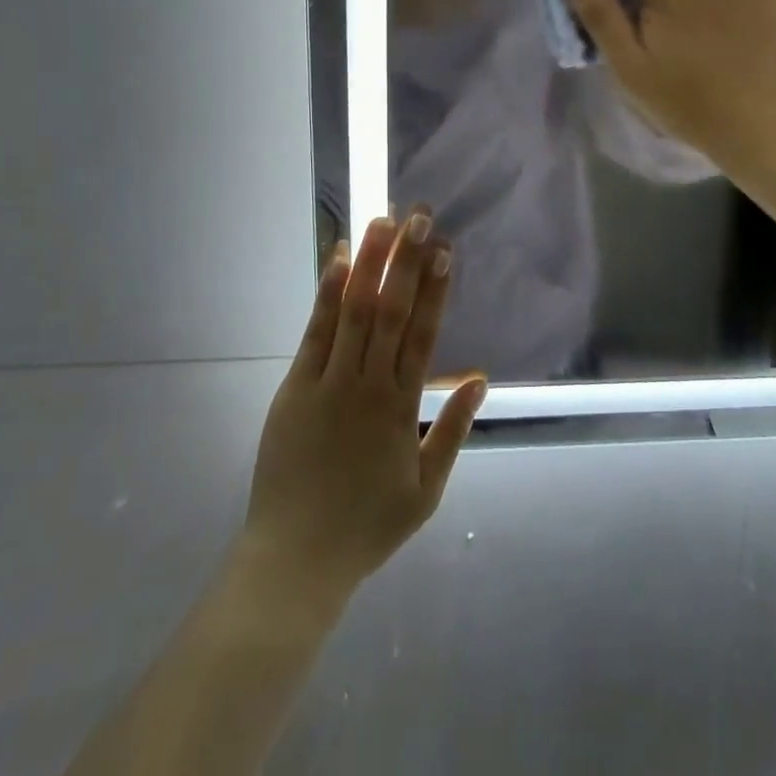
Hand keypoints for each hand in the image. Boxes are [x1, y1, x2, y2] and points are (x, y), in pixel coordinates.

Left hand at [237, 214, 486, 610]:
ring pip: (355, 311)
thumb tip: (479, 377)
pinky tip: (339, 260)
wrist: (296, 559)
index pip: (424, 334)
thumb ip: (453, 430)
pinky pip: (316, 332)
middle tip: (419, 216)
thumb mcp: (426, 490)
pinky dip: (328, 294)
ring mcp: (330, 382)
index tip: (445, 249)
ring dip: (371, 263)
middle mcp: (369, 384)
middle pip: (392, 311)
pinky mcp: (296, 387)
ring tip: (383, 221)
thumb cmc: (367, 526)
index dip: (436, 289)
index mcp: (402, 408)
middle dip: (407, 260)